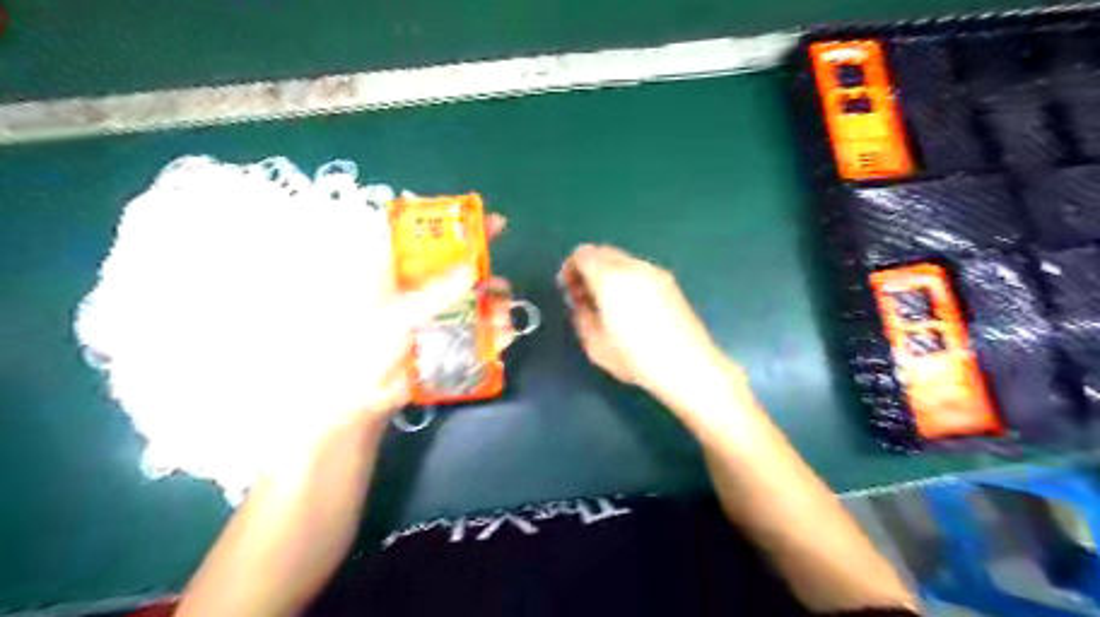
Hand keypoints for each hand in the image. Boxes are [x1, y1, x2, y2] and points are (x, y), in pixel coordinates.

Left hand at [358, 215, 521, 420]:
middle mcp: (417, 285)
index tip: (490, 222)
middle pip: (455, 268)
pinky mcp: (445, 336)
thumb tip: (472, 268)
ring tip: (505, 314)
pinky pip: (472, 326)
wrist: (359, 399)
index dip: (458, 228)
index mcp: (395, 270)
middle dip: (483, 273)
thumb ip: (435, 293)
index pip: (429, 237)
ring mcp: (433, 312)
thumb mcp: (397, 316)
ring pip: (469, 298)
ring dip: (491, 304)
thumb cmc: (364, 349)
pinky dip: (490, 330)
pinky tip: (504, 335)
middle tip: (502, 282)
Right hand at [559, 244, 736, 411]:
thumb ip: (580, 314)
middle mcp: (633, 266)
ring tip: (608, 304)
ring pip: (621, 260)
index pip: (582, 254)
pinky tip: (631, 307)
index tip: (569, 291)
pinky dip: (626, 278)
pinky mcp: (669, 282)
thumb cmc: (636, 358)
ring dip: (607, 273)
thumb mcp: (594, 344)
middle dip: (588, 268)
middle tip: (584, 296)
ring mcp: (654, 272)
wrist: (687, 365)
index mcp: (610, 278)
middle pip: (602, 251)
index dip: (570, 269)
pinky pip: (638, 269)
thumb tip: (580, 300)